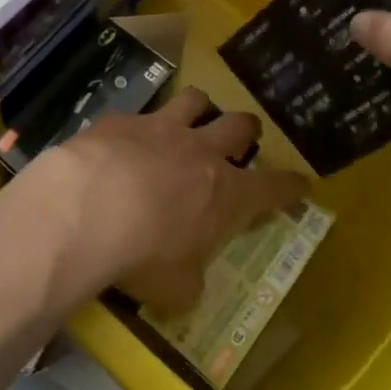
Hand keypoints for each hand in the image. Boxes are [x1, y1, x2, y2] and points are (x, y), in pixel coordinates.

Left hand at [30, 88, 310, 314]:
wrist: (89, 207)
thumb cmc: (144, 255)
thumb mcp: (176, 290)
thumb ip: (189, 281)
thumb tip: (188, 282)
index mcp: (226, 194)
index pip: (272, 187)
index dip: (290, 186)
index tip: (301, 182)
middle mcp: (200, 151)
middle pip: (239, 125)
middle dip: (247, 130)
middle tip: (243, 138)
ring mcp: (161, 127)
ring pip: (194, 100)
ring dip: (199, 108)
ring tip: (193, 117)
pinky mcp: (122, 119)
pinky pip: (139, 113)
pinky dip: (139, 126)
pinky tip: (124, 140)